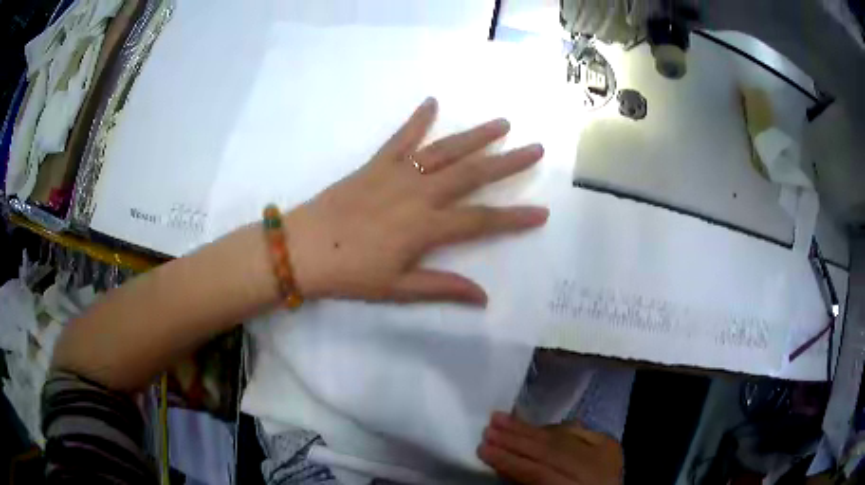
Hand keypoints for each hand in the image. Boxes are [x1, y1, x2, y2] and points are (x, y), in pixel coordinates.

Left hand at [284, 97, 547, 304]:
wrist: (303, 249)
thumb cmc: (349, 273)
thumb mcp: (397, 289)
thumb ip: (442, 288)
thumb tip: (483, 298)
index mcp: (425, 227)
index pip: (481, 220)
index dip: (514, 218)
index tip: (542, 211)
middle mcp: (418, 194)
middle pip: (472, 174)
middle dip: (508, 162)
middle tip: (536, 149)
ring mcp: (397, 174)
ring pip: (444, 150)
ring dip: (475, 135)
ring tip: (502, 123)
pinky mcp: (376, 164)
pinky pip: (401, 138)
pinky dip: (416, 119)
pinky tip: (432, 102)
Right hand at [478, 412, 623, 484]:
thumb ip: (528, 483)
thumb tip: (502, 466)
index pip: (539, 472)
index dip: (510, 461)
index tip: (482, 450)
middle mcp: (596, 470)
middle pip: (552, 451)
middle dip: (516, 441)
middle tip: (488, 430)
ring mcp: (606, 455)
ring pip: (564, 437)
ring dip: (530, 429)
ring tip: (502, 419)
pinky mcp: (611, 446)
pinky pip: (580, 431)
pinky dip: (556, 428)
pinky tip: (536, 423)